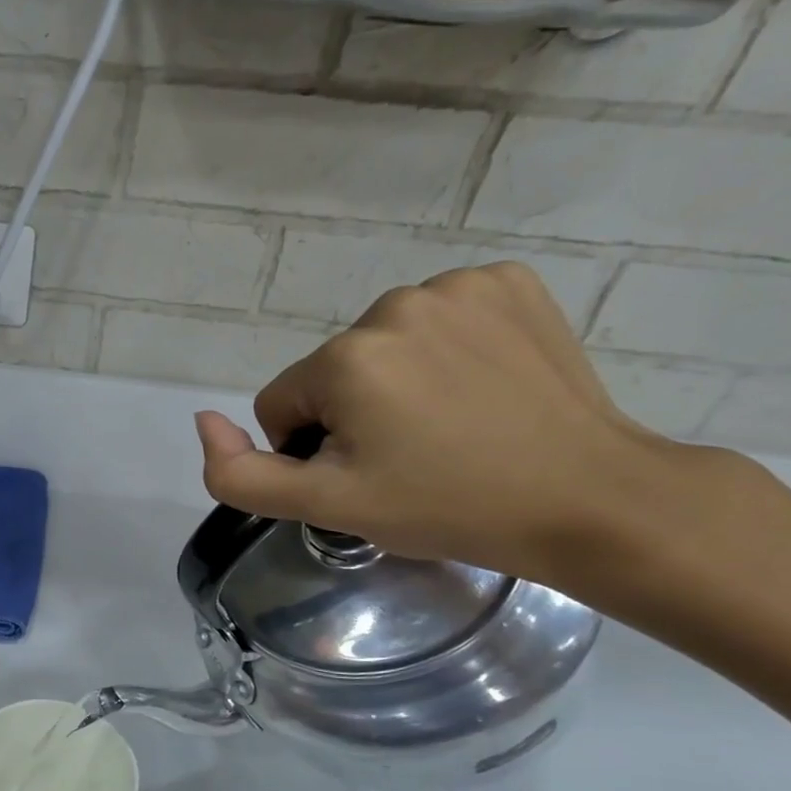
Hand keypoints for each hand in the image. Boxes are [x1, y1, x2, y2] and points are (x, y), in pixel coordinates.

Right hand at [195, 262, 680, 583]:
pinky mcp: (510, 283)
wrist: (587, 498)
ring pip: (382, 345)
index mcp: (345, 358)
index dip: (312, 450)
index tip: (367, 474)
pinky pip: (439, 318)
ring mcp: (460, 286)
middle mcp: (394, 304)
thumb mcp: (327, 506)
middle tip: (410, 456)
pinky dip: (447, 349)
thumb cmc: (446, 506)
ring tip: (449, 425)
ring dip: (397, 382)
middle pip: (332, 372)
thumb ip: (239, 474)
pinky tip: (480, 387)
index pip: (282, 405)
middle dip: (353, 414)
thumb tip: (203, 421)